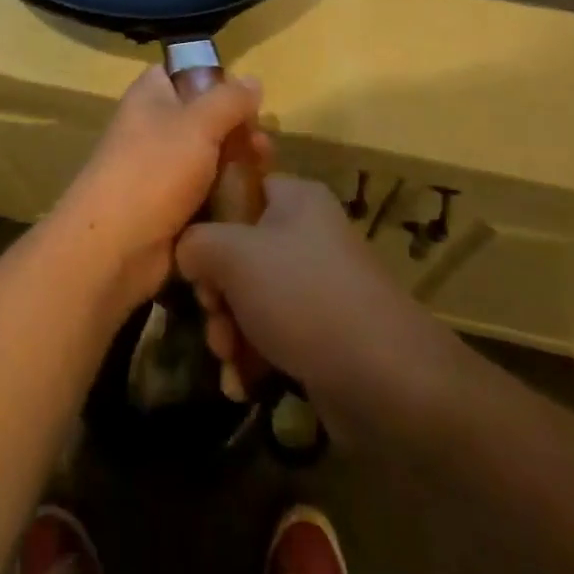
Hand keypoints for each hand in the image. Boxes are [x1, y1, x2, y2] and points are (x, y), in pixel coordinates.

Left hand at [46, 66, 268, 315]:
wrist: (114, 248)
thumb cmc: (154, 170)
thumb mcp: (199, 123)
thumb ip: (230, 100)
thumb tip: (252, 80)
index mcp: (150, 96)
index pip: (183, 72)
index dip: (215, 80)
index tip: (246, 96)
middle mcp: (153, 127)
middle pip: (203, 117)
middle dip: (237, 128)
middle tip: (263, 144)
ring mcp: (160, 169)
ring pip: (208, 157)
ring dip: (237, 163)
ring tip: (265, 171)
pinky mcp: (169, 207)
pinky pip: (205, 192)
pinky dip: (226, 195)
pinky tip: (252, 200)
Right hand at [176, 176, 457, 438]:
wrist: (386, 378)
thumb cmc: (303, 296)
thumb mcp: (234, 255)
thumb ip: (196, 242)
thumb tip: (187, 251)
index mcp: (295, 199)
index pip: (240, 190)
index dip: (210, 221)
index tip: (193, 258)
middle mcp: (308, 234)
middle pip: (240, 251)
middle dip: (216, 292)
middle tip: (213, 317)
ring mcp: (318, 285)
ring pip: (251, 297)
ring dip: (229, 330)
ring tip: (228, 359)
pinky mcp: (323, 332)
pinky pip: (273, 333)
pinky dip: (253, 357)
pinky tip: (242, 384)